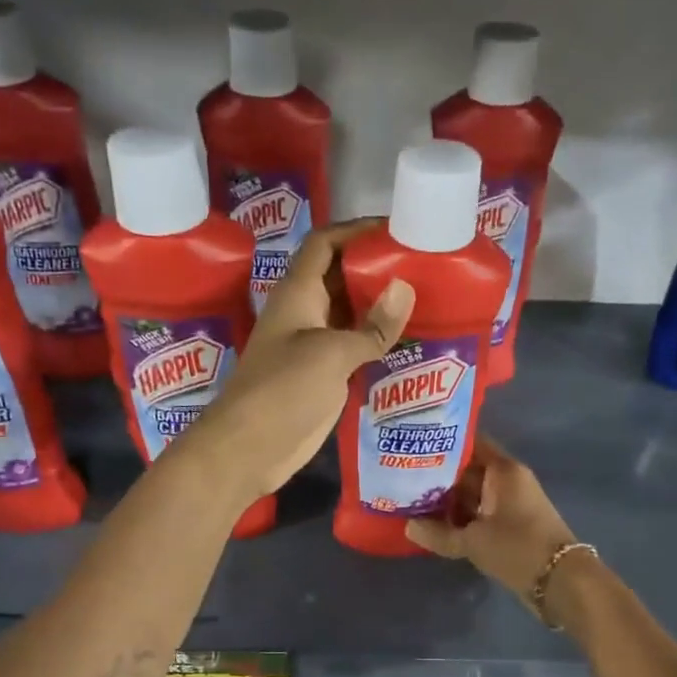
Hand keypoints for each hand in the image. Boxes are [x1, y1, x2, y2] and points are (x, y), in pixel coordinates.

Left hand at [178, 219, 414, 502]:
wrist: (249, 448)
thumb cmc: (283, 390)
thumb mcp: (330, 354)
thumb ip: (370, 326)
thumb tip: (406, 288)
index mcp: (298, 293)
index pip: (325, 244)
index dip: (356, 230)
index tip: (395, 229)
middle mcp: (305, 313)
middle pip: (340, 276)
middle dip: (376, 267)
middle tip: (423, 265)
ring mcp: (313, 346)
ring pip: (349, 313)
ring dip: (380, 306)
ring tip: (426, 298)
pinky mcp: (323, 376)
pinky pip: (354, 347)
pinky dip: (378, 341)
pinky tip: (410, 342)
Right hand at [405, 437, 578, 608]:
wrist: (560, 581)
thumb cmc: (516, 548)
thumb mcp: (472, 541)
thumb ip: (438, 533)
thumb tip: (408, 526)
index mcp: (502, 470)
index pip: (470, 443)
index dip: (442, 442)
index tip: (414, 444)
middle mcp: (508, 480)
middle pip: (468, 469)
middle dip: (438, 475)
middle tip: (403, 477)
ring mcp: (510, 502)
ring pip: (472, 493)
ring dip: (448, 499)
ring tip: (412, 501)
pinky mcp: (511, 523)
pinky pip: (480, 512)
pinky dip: (461, 516)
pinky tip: (436, 525)